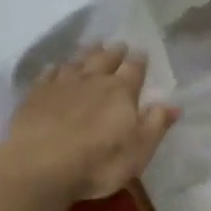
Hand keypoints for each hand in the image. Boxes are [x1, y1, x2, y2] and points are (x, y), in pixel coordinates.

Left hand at [2, 43, 179, 200]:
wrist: (41, 165)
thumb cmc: (99, 162)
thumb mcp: (139, 149)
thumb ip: (156, 124)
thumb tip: (174, 105)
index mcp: (121, 92)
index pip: (134, 70)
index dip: (139, 61)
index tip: (142, 52)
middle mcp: (93, 81)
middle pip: (105, 60)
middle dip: (114, 52)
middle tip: (118, 44)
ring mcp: (61, 85)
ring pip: (77, 62)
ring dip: (87, 53)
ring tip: (93, 45)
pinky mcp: (36, 95)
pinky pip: (48, 74)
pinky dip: (55, 68)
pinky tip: (55, 67)